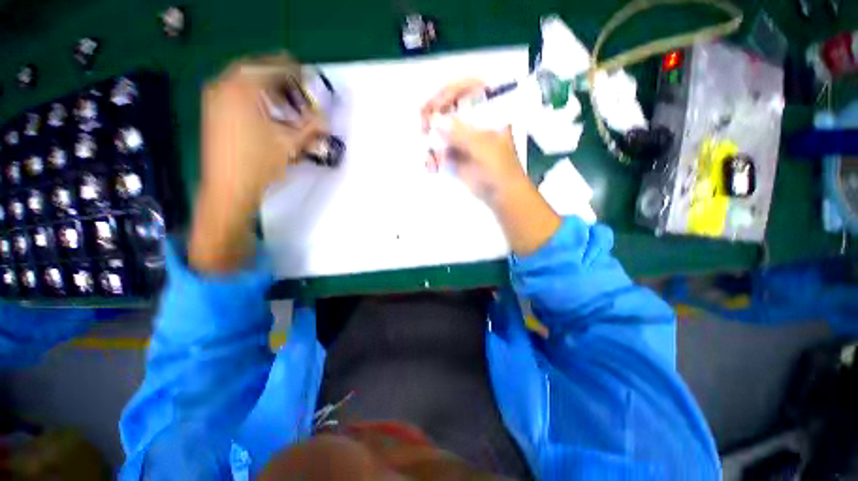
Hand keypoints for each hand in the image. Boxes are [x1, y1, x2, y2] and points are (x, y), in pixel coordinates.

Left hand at [190, 54, 325, 272]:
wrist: (229, 187)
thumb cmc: (259, 164)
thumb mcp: (291, 144)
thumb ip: (312, 128)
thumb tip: (326, 120)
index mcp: (243, 86)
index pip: (276, 66)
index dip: (298, 73)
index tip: (313, 82)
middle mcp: (225, 83)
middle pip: (260, 68)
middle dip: (284, 80)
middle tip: (302, 97)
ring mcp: (215, 95)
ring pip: (248, 79)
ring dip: (271, 89)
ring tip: (289, 107)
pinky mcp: (213, 109)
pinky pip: (238, 90)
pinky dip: (257, 96)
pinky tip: (270, 113)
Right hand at [420, 79, 528, 203]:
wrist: (501, 195)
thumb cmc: (500, 169)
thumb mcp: (484, 148)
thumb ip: (461, 133)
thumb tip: (435, 120)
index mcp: (488, 112)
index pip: (467, 88)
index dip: (449, 92)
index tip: (435, 106)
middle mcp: (473, 121)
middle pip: (448, 107)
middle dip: (433, 115)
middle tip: (422, 126)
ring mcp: (462, 139)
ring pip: (439, 130)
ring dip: (429, 140)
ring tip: (427, 154)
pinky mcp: (455, 156)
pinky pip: (438, 151)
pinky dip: (432, 158)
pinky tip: (431, 167)